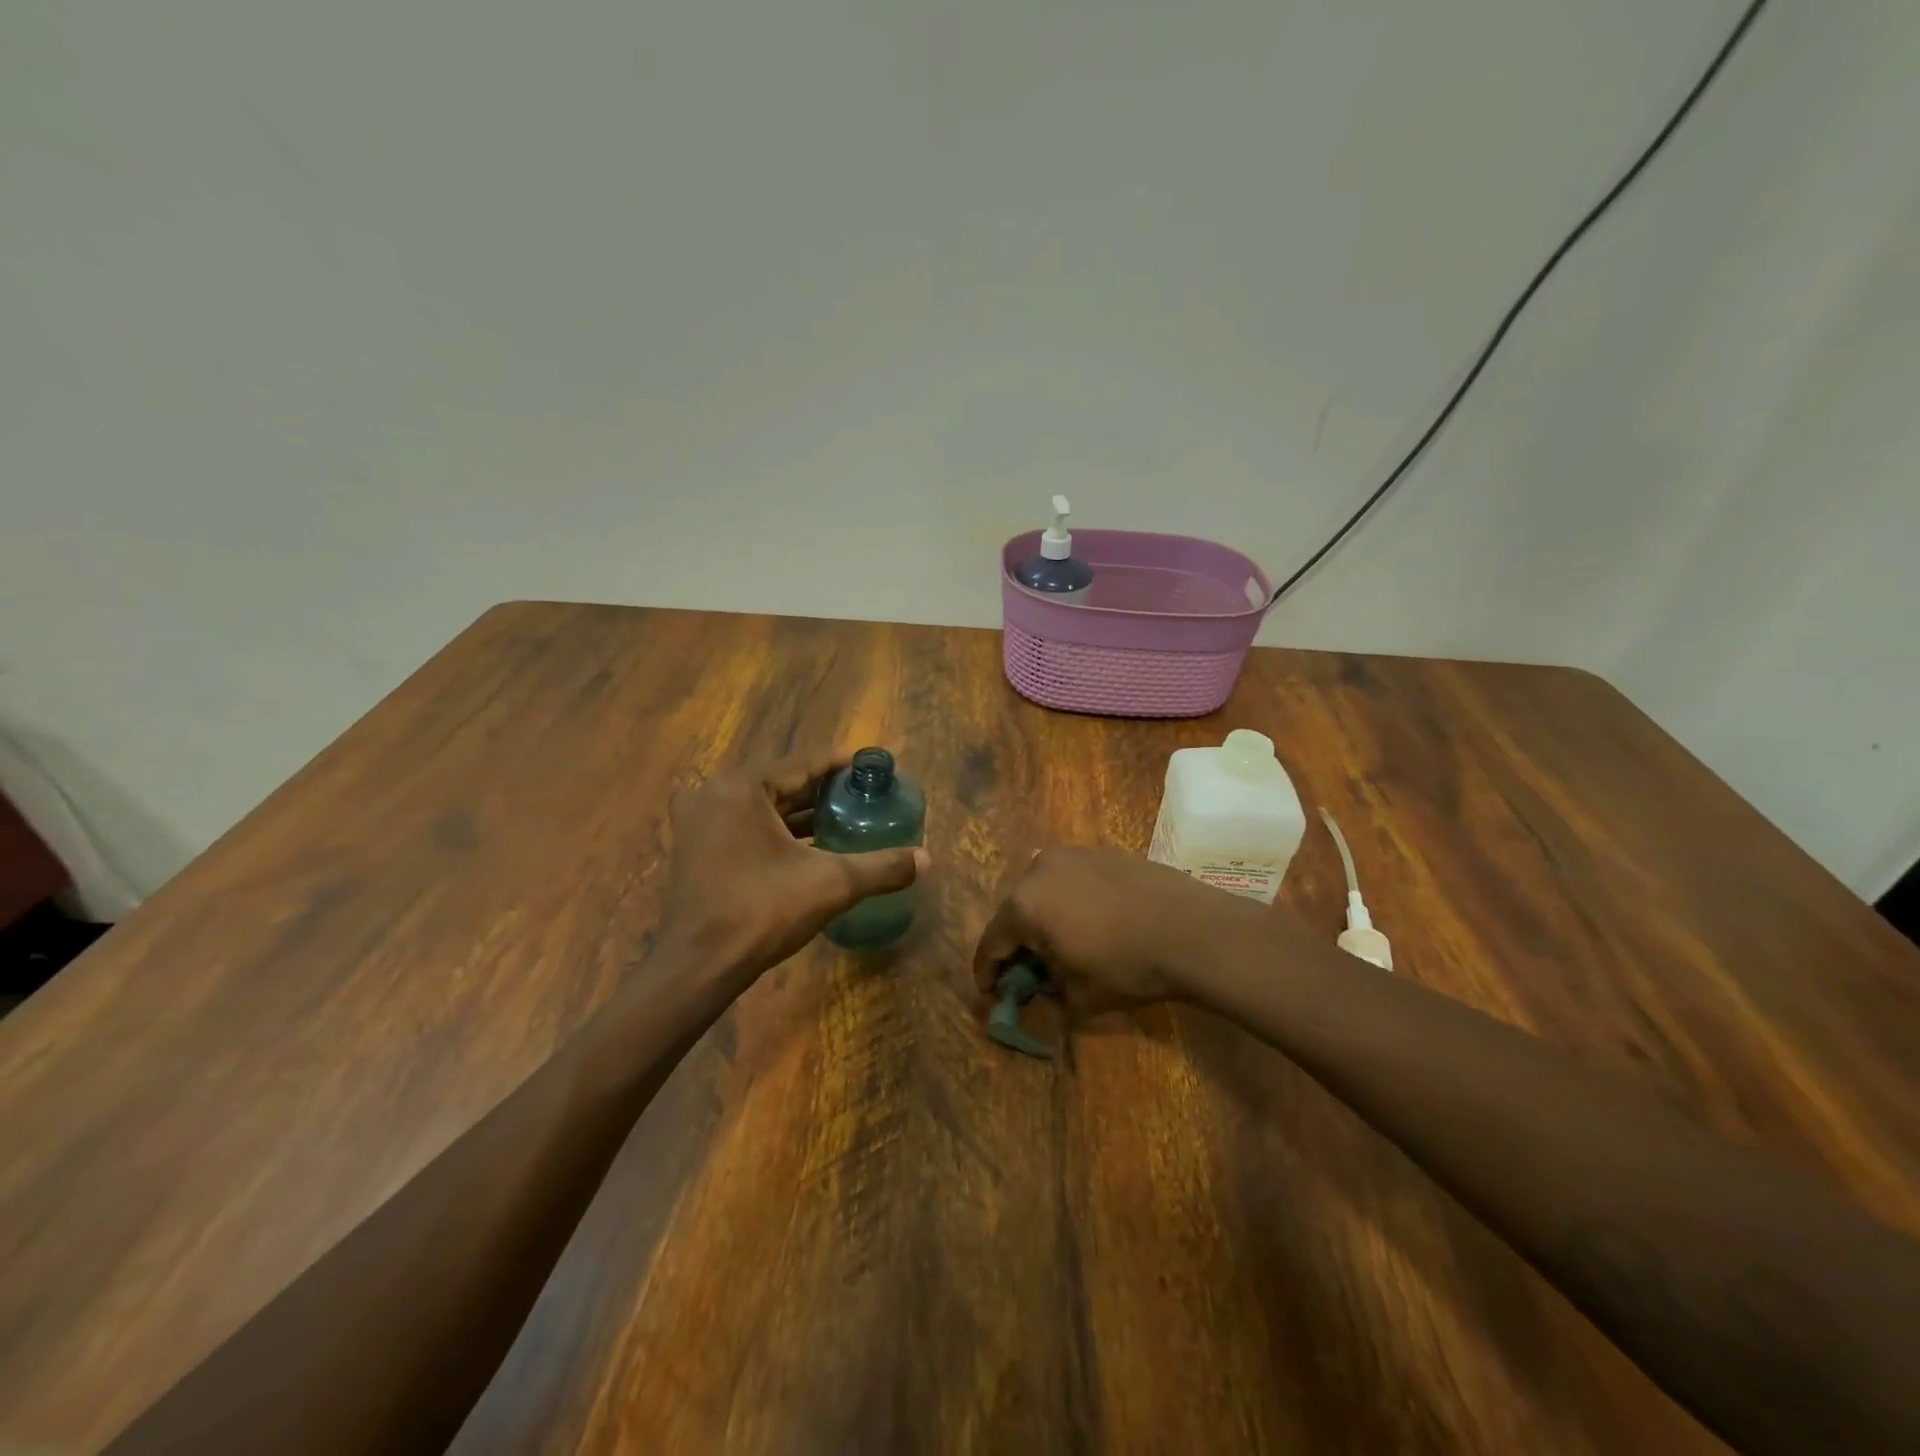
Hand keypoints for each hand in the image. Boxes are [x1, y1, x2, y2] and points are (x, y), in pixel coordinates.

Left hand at [660, 751, 928, 981]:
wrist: (699, 966)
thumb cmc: (762, 912)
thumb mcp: (831, 884)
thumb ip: (881, 867)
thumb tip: (927, 860)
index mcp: (741, 788)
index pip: (803, 763)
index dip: (842, 764)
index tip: (873, 767)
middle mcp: (715, 794)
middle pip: (782, 782)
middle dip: (824, 789)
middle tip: (864, 795)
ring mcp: (700, 821)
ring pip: (764, 806)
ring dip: (802, 812)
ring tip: (845, 817)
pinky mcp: (696, 847)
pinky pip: (746, 825)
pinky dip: (778, 830)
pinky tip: (811, 844)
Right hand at [970, 847, 1271, 1016]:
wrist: (1193, 930)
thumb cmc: (1128, 967)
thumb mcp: (1080, 998)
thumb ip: (1049, 993)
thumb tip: (1045, 987)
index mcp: (1024, 906)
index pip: (991, 942)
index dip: (987, 972)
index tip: (989, 992)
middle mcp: (1038, 870)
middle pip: (1015, 911)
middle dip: (1017, 941)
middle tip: (1028, 968)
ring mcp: (1072, 855)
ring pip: (1043, 890)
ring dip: (1044, 917)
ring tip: (1062, 942)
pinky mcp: (1102, 852)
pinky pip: (1073, 879)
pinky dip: (1072, 900)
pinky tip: (1094, 920)